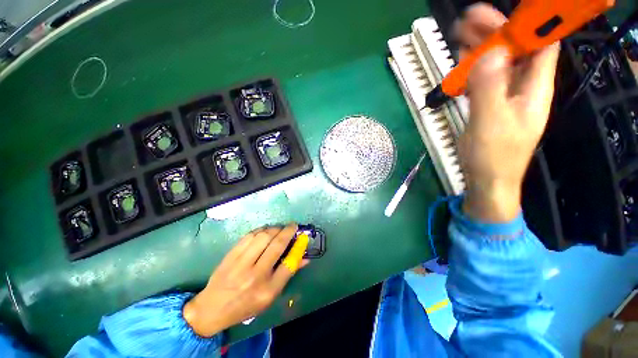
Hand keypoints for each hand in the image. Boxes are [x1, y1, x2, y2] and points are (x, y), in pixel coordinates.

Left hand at [183, 224, 308, 336]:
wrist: (212, 308)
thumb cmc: (246, 305)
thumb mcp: (270, 296)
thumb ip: (287, 275)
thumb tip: (304, 258)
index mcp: (267, 291)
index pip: (289, 265)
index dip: (298, 247)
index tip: (302, 236)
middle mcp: (255, 276)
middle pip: (277, 246)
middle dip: (288, 231)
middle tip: (293, 226)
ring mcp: (241, 265)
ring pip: (263, 237)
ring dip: (275, 229)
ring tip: (279, 228)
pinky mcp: (230, 256)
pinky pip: (249, 236)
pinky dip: (261, 230)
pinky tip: (265, 230)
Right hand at [454, 3, 559, 221]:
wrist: (487, 179)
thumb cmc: (493, 156)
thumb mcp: (491, 123)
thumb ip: (490, 88)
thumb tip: (491, 52)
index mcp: (534, 88)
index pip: (542, 44)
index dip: (529, 23)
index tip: (506, 11)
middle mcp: (524, 86)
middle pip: (517, 48)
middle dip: (496, 30)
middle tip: (470, 18)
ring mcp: (506, 95)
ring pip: (499, 62)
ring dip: (482, 45)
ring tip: (462, 33)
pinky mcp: (491, 104)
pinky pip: (485, 77)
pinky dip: (474, 66)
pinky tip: (462, 60)